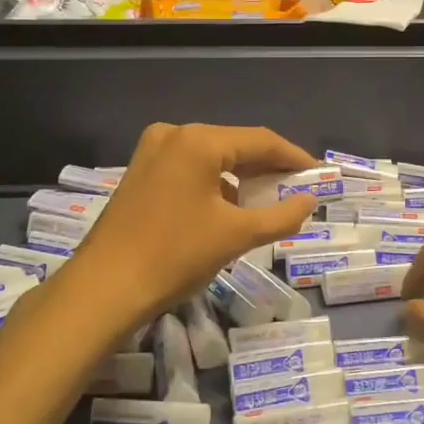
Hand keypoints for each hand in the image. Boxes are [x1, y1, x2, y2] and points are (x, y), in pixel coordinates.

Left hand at [59, 123, 318, 334]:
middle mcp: (174, 134)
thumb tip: (309, 202)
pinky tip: (228, 210)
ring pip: (212, 158)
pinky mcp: (140, 172)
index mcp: (198, 140)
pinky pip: (190, 169)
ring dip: (241, 179)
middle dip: (267, 169)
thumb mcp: (236, 235)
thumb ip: (281, 215)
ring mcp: (152, 152)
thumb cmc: (175, 256)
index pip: (261, 140)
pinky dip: (214, 185)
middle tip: (297, 192)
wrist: (104, 289)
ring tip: (267, 204)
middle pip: (235, 146)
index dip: (294, 158)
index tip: (319, 176)